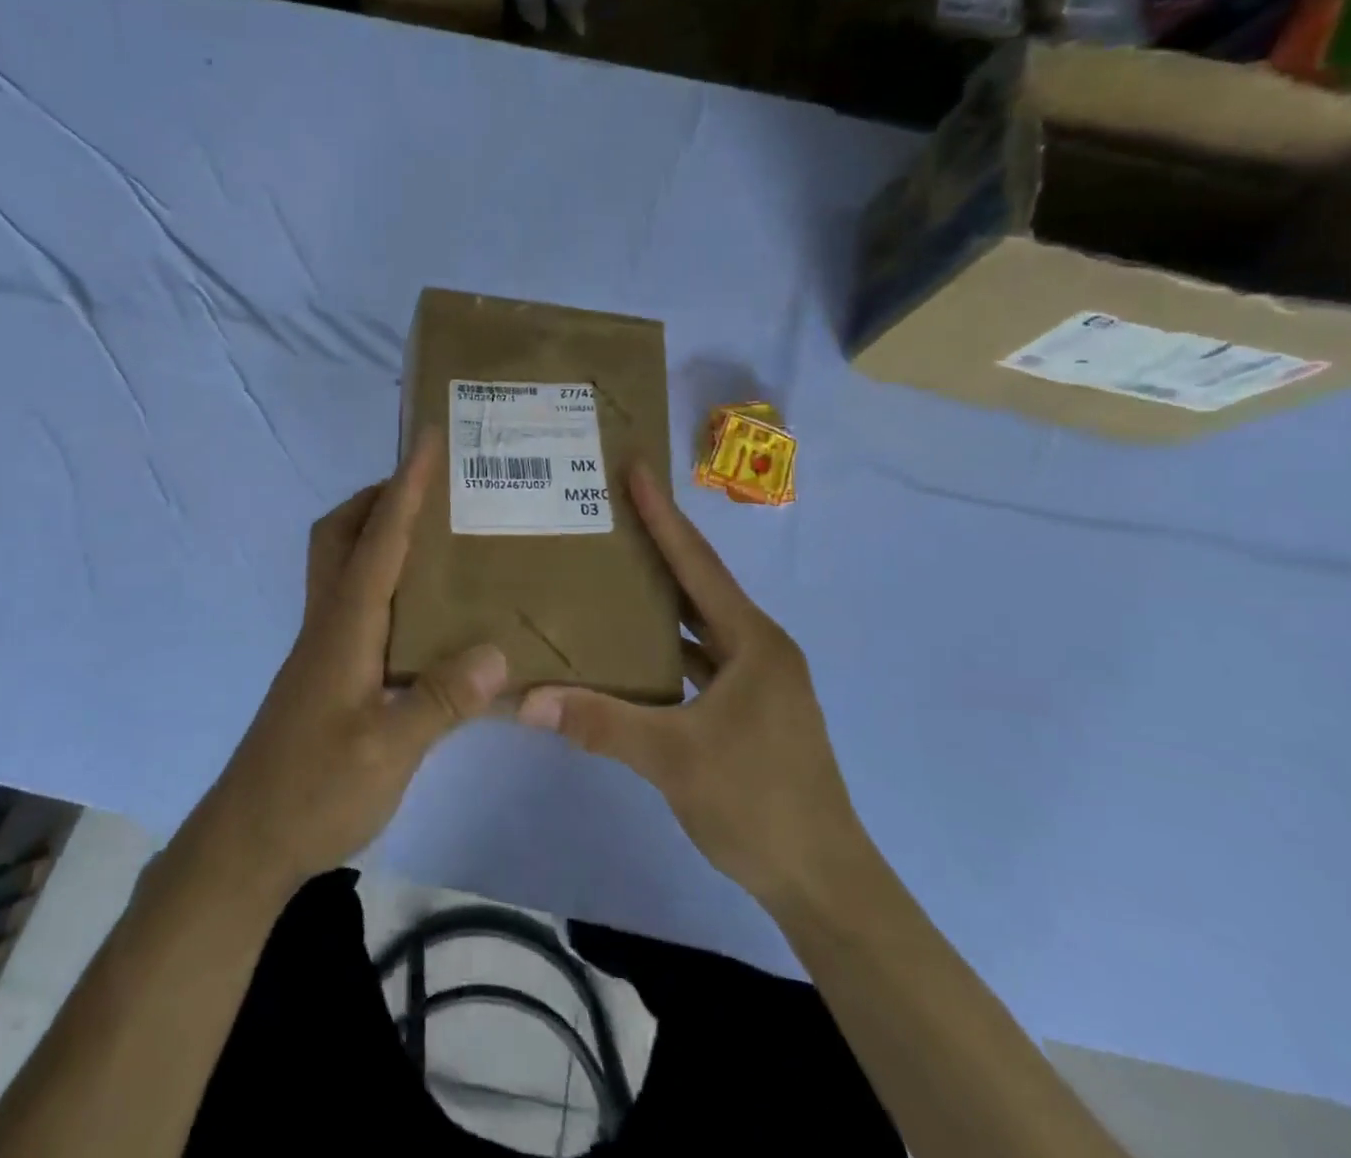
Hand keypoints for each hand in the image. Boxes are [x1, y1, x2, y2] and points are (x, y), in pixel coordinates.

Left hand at [198, 430, 507, 900]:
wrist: (248, 841)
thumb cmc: (313, 791)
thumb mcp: (388, 753)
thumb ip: (442, 701)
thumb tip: (498, 652)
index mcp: (345, 626)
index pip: (379, 540)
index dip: (405, 487)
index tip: (427, 440)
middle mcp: (329, 622)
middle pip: (341, 534)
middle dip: (379, 497)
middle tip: (429, 489)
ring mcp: (323, 646)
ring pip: (343, 564)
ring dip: (378, 533)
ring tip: (434, 537)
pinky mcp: (326, 670)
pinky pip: (354, 598)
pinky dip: (382, 578)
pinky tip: (419, 611)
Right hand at [517, 463, 860, 909]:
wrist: (823, 880)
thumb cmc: (757, 802)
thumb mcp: (673, 758)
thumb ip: (599, 722)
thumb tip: (527, 701)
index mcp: (752, 641)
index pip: (697, 564)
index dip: (663, 516)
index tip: (636, 470)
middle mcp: (759, 648)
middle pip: (700, 585)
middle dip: (659, 546)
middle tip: (613, 512)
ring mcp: (757, 680)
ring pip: (700, 624)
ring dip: (662, 598)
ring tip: (613, 569)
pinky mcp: (750, 708)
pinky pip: (701, 658)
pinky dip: (668, 645)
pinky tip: (632, 646)